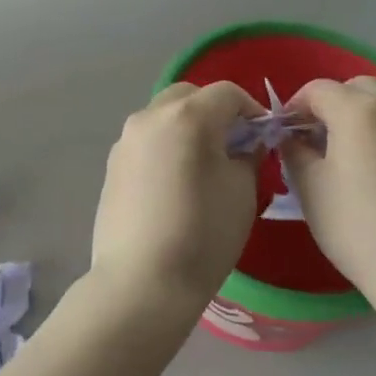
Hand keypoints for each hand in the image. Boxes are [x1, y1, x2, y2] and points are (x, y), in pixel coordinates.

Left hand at [88, 81, 261, 324]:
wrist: (141, 282)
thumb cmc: (203, 234)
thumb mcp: (243, 192)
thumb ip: (248, 157)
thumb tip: (246, 145)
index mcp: (188, 116)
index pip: (227, 93)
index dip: (251, 109)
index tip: (263, 135)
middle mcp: (151, 117)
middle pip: (189, 96)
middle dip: (215, 111)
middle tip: (233, 144)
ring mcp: (126, 140)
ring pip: (164, 116)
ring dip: (187, 127)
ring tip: (203, 164)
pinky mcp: (112, 165)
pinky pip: (146, 141)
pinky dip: (166, 147)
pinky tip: (174, 183)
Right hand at [279, 78, 375, 298]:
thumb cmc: (357, 226)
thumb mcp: (310, 188)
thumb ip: (294, 152)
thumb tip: (292, 137)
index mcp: (359, 110)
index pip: (318, 89)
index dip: (295, 106)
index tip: (284, 134)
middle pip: (355, 87)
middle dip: (330, 104)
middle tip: (314, 139)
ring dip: (357, 116)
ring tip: (343, 155)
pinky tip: (372, 170)